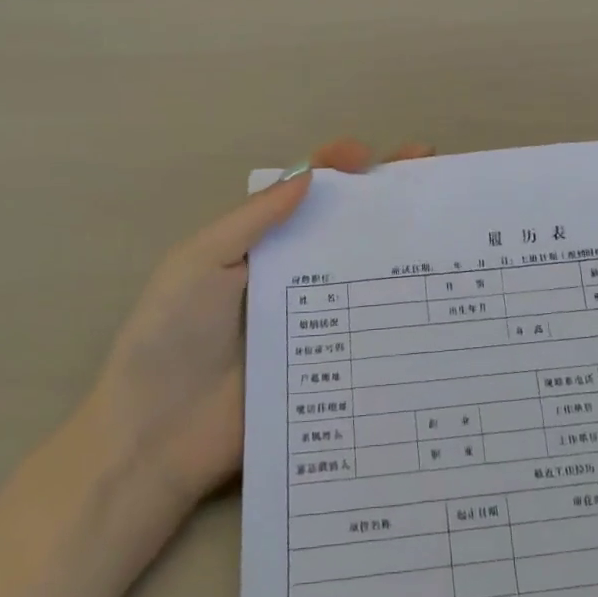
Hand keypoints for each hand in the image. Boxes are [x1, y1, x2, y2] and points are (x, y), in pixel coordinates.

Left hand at [80, 138, 435, 504]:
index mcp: (255, 245)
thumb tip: (309, 174)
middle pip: (340, 225)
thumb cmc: (170, 338)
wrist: (154, 440)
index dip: (334, 166)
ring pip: (360, 272)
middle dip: (383, 195)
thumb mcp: (198, 264)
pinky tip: (432, 298)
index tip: (370, 156)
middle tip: (428, 170)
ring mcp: (310, 321)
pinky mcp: (324, 364)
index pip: (299, 192)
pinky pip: (364, 330)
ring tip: (442, 226)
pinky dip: (396, 310)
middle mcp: (288, 275)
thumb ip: (252, 221)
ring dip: (397, 246)